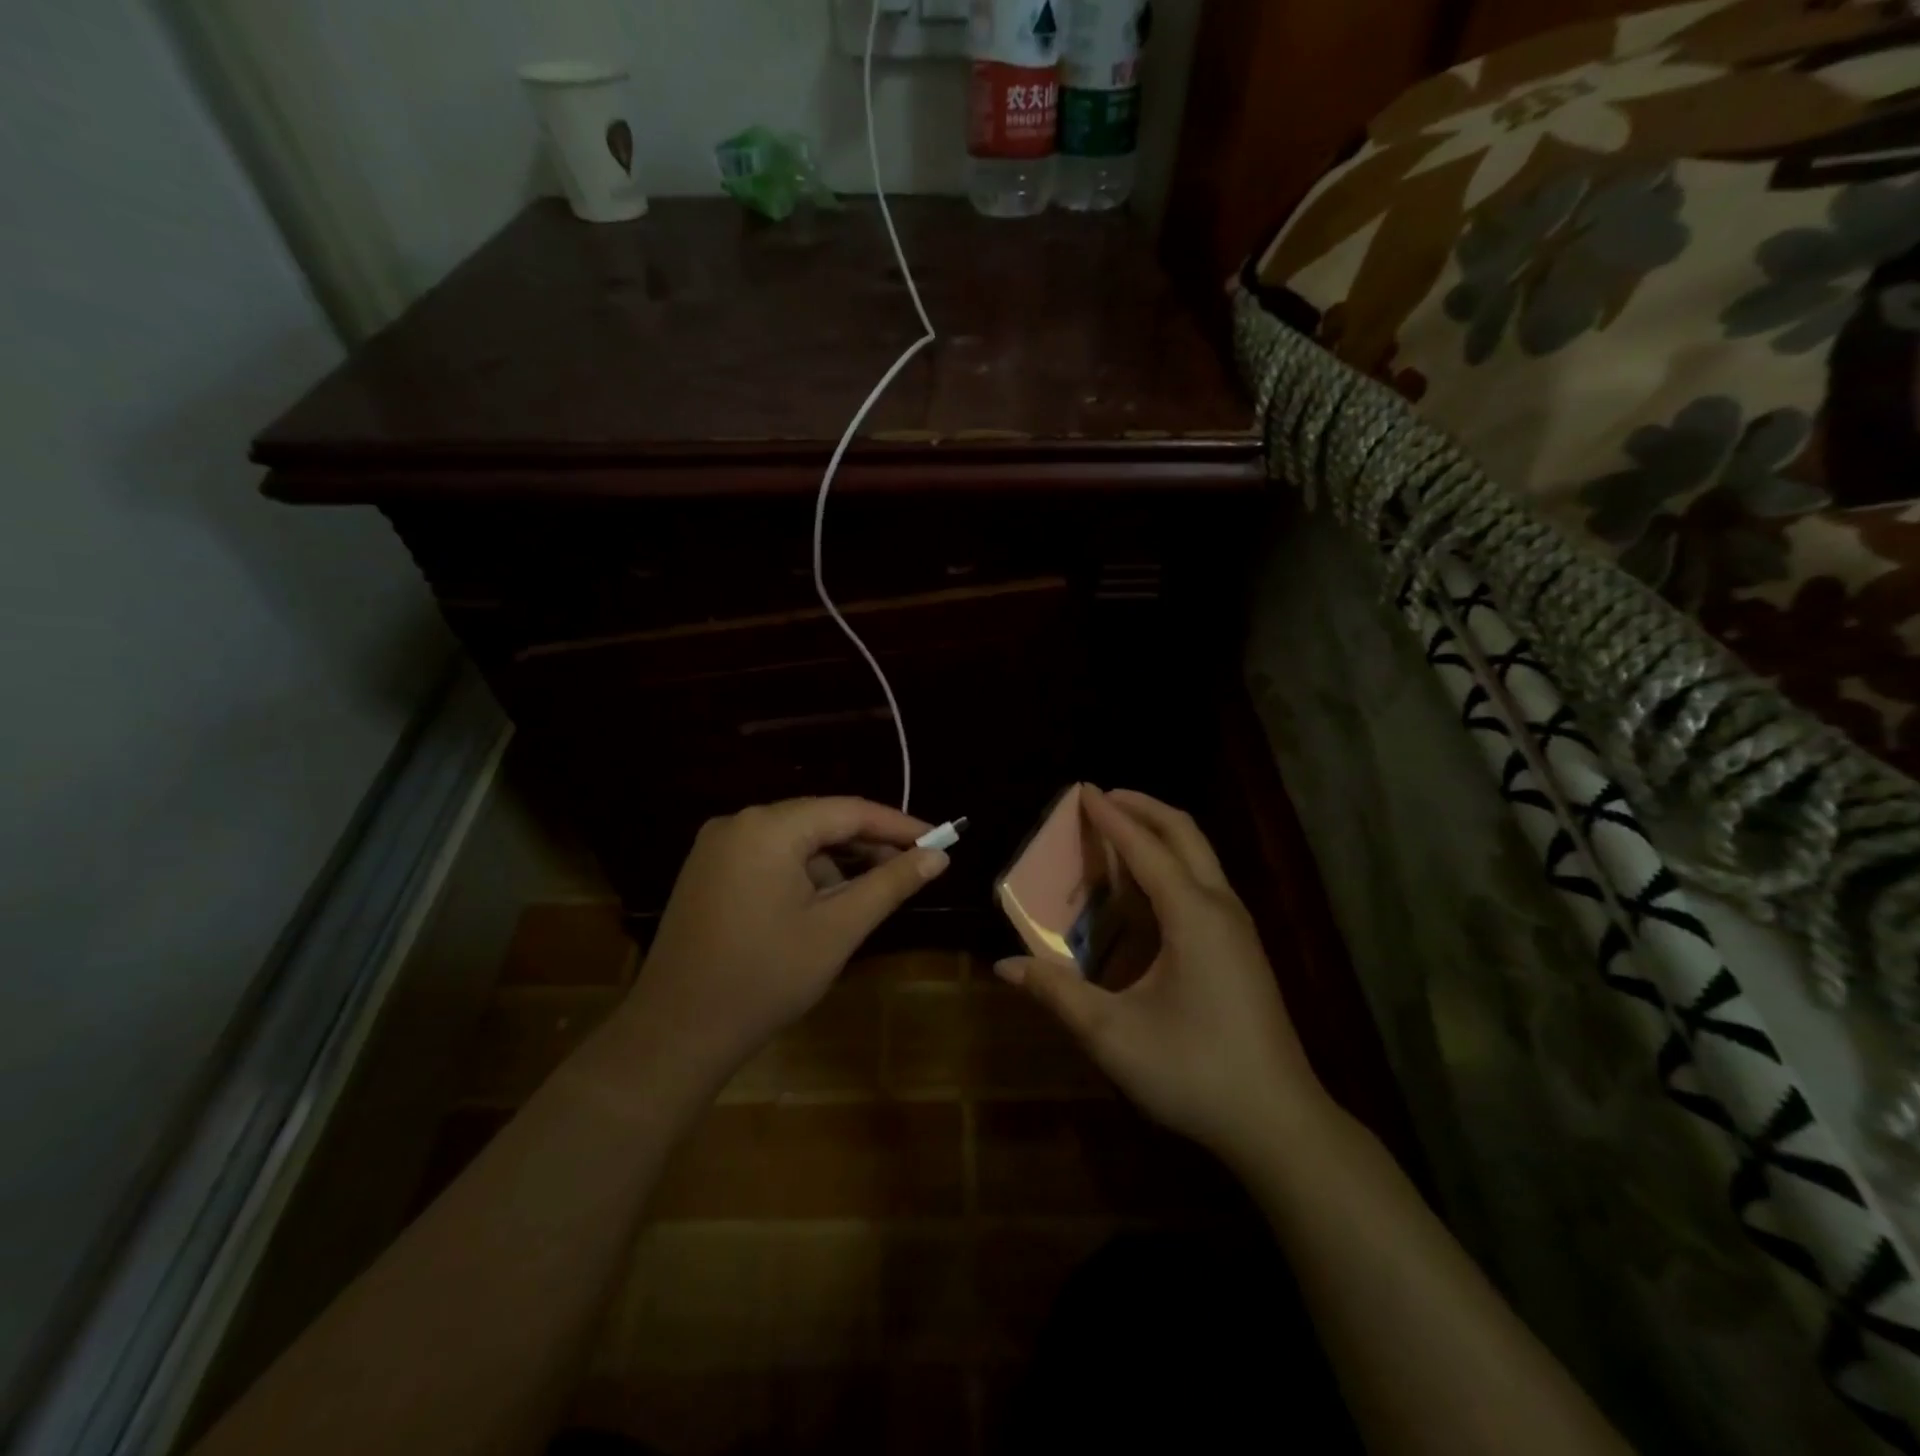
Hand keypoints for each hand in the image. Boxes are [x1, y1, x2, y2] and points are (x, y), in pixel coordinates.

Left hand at [624, 798, 948, 1081]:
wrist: (676, 1033)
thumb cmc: (765, 978)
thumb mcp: (838, 929)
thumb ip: (890, 884)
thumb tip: (938, 856)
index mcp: (768, 828)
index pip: (849, 811)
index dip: (898, 825)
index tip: (939, 840)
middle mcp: (738, 823)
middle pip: (820, 822)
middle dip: (867, 845)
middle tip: (913, 868)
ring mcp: (717, 847)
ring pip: (795, 842)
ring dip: (835, 864)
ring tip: (866, 898)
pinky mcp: (707, 872)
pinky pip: (769, 858)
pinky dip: (802, 874)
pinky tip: (822, 907)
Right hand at [997, 788, 1330, 1167]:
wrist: (1279, 1122)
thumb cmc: (1193, 1071)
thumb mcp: (1113, 1035)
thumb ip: (1057, 993)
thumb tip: (1005, 966)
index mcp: (1192, 915)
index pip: (1145, 847)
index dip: (1110, 816)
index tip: (1082, 789)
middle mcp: (1221, 907)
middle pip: (1184, 833)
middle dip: (1143, 807)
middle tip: (1102, 799)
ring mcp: (1238, 927)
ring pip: (1201, 856)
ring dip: (1160, 833)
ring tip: (1119, 833)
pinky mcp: (1243, 948)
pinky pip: (1205, 882)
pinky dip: (1172, 863)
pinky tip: (1147, 889)